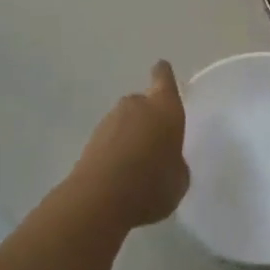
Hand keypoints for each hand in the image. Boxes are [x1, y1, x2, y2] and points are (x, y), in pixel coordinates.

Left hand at [69, 61, 189, 229]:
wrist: (100, 199)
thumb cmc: (152, 183)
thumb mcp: (179, 179)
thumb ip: (176, 162)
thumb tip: (168, 161)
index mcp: (165, 107)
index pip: (164, 78)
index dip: (163, 75)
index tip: (161, 70)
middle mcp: (136, 105)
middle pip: (143, 103)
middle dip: (147, 119)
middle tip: (154, 144)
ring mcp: (110, 120)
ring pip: (124, 122)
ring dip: (129, 136)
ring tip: (136, 166)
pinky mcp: (90, 140)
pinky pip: (109, 140)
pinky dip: (114, 151)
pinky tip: (119, 175)